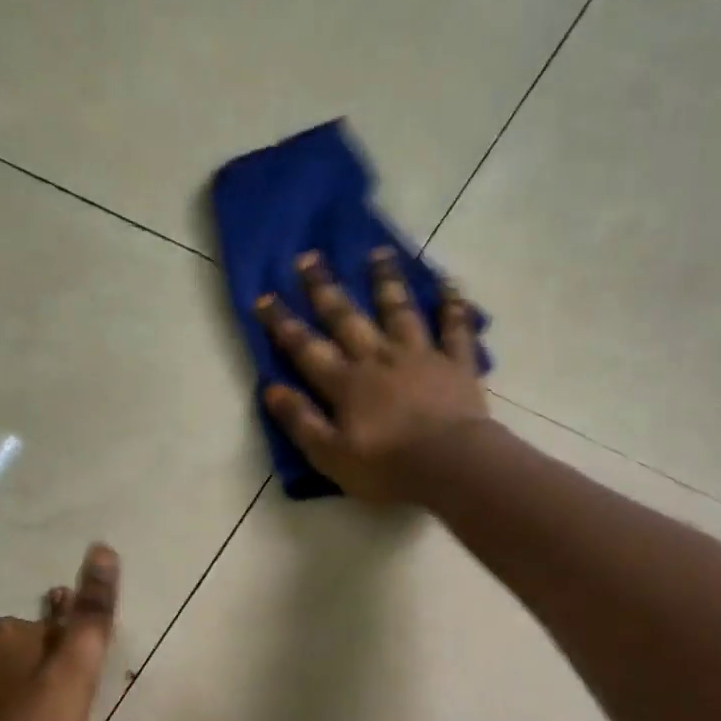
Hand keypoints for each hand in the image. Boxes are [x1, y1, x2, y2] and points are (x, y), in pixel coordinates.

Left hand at [0, 542, 119, 720]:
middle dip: (41, 666)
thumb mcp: (77, 673)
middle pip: (23, 646)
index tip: (76, 684)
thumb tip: (103, 549)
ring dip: (13, 684)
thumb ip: (91, 614)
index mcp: (13, 631)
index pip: (55, 626)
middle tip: (58, 710)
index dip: (71, 652)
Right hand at [256, 249, 490, 503]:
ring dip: (386, 281)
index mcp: (346, 384)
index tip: (264, 297)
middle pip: (347, 317)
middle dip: (325, 288)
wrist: (451, 466)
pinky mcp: (456, 364)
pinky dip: (453, 306)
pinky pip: (455, 328)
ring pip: (399, 310)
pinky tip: (450, 285)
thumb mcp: (330, 455)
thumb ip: (301, 421)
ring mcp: (420, 356)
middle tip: (310, 257)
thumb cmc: (388, 467)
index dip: (283, 324)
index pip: (306, 348)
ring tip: (379, 253)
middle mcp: (379, 358)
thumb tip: (271, 389)